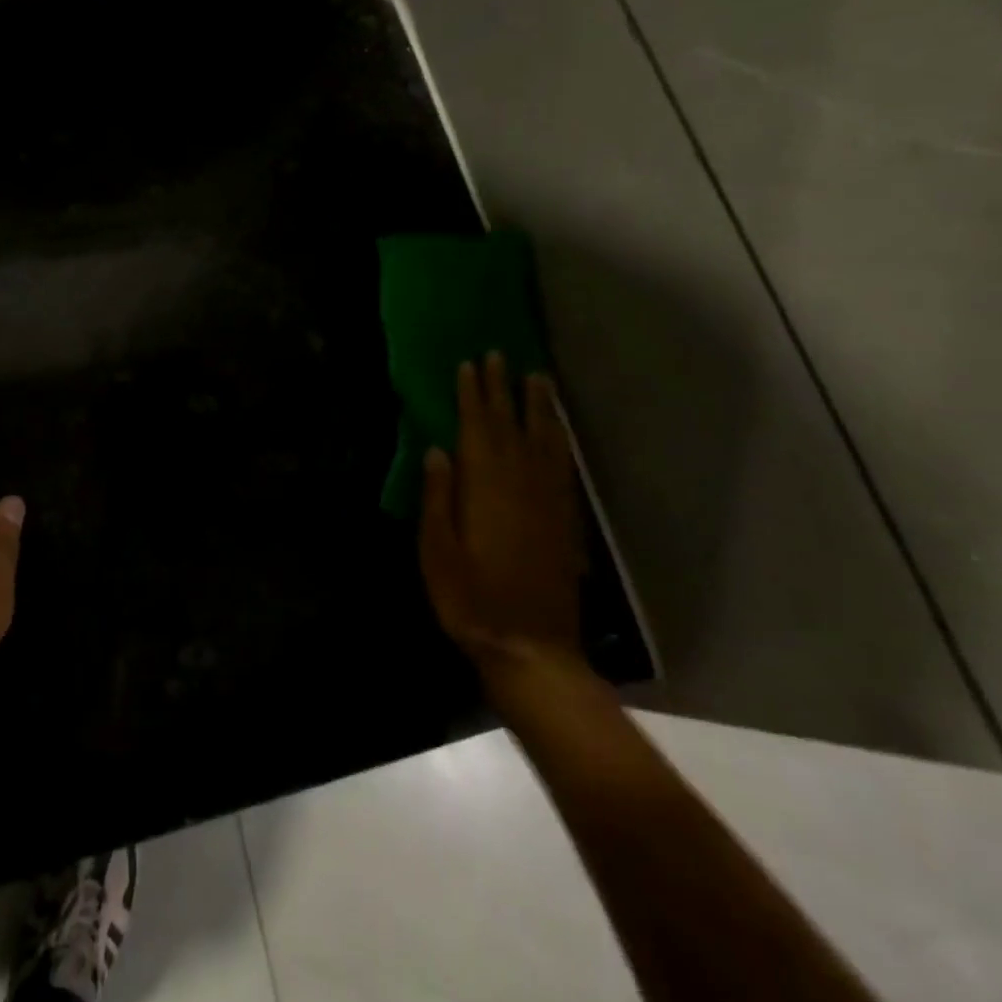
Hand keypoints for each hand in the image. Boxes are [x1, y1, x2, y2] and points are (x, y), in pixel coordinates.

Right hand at [420, 354, 586, 690]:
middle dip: (503, 389)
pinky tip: (558, 430)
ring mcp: (548, 501)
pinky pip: (563, 467)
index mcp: (485, 488)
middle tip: (500, 354)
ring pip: (544, 441)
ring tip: (536, 378)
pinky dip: (560, 441)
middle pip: (511, 425)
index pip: (478, 428)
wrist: (531, 648)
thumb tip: (437, 449)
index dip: (473, 395)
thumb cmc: (470, 599)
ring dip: (538, 407)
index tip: (470, 364)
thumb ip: (437, 497)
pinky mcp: (565, 520)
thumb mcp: (436, 550)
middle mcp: (521, 485)